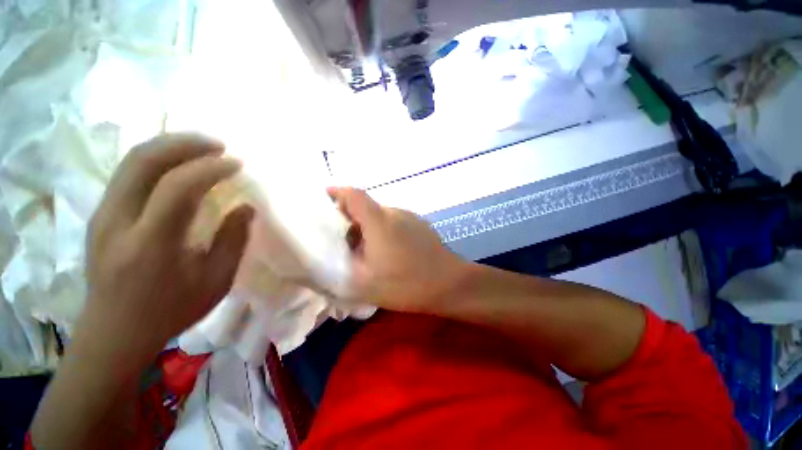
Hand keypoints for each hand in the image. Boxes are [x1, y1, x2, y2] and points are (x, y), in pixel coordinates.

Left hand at [81, 133, 253, 357]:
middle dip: (184, 144)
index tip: (237, 164)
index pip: (178, 187)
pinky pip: (128, 174)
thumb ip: (233, 240)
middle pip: (143, 161)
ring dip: (169, 147)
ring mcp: (104, 215)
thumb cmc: (171, 310)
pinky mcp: (101, 215)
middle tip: (218, 144)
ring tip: (201, 148)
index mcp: (151, 243)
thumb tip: (246, 208)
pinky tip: (178, 165)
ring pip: (131, 162)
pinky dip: (156, 160)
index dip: (211, 168)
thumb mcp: (216, 281)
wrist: (115, 332)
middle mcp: (118, 221)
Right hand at [328, 187, 467, 312]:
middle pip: (366, 207)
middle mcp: (395, 212)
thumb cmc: (406, 283)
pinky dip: (384, 232)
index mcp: (378, 220)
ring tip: (367, 252)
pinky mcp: (421, 226)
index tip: (325, 200)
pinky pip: (395, 223)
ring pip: (381, 216)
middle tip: (344, 243)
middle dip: (351, 220)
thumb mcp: (364, 282)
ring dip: (369, 228)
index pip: (353, 194)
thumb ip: (342, 266)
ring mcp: (411, 218)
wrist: (450, 284)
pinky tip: (389, 253)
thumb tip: (333, 256)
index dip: (337, 193)